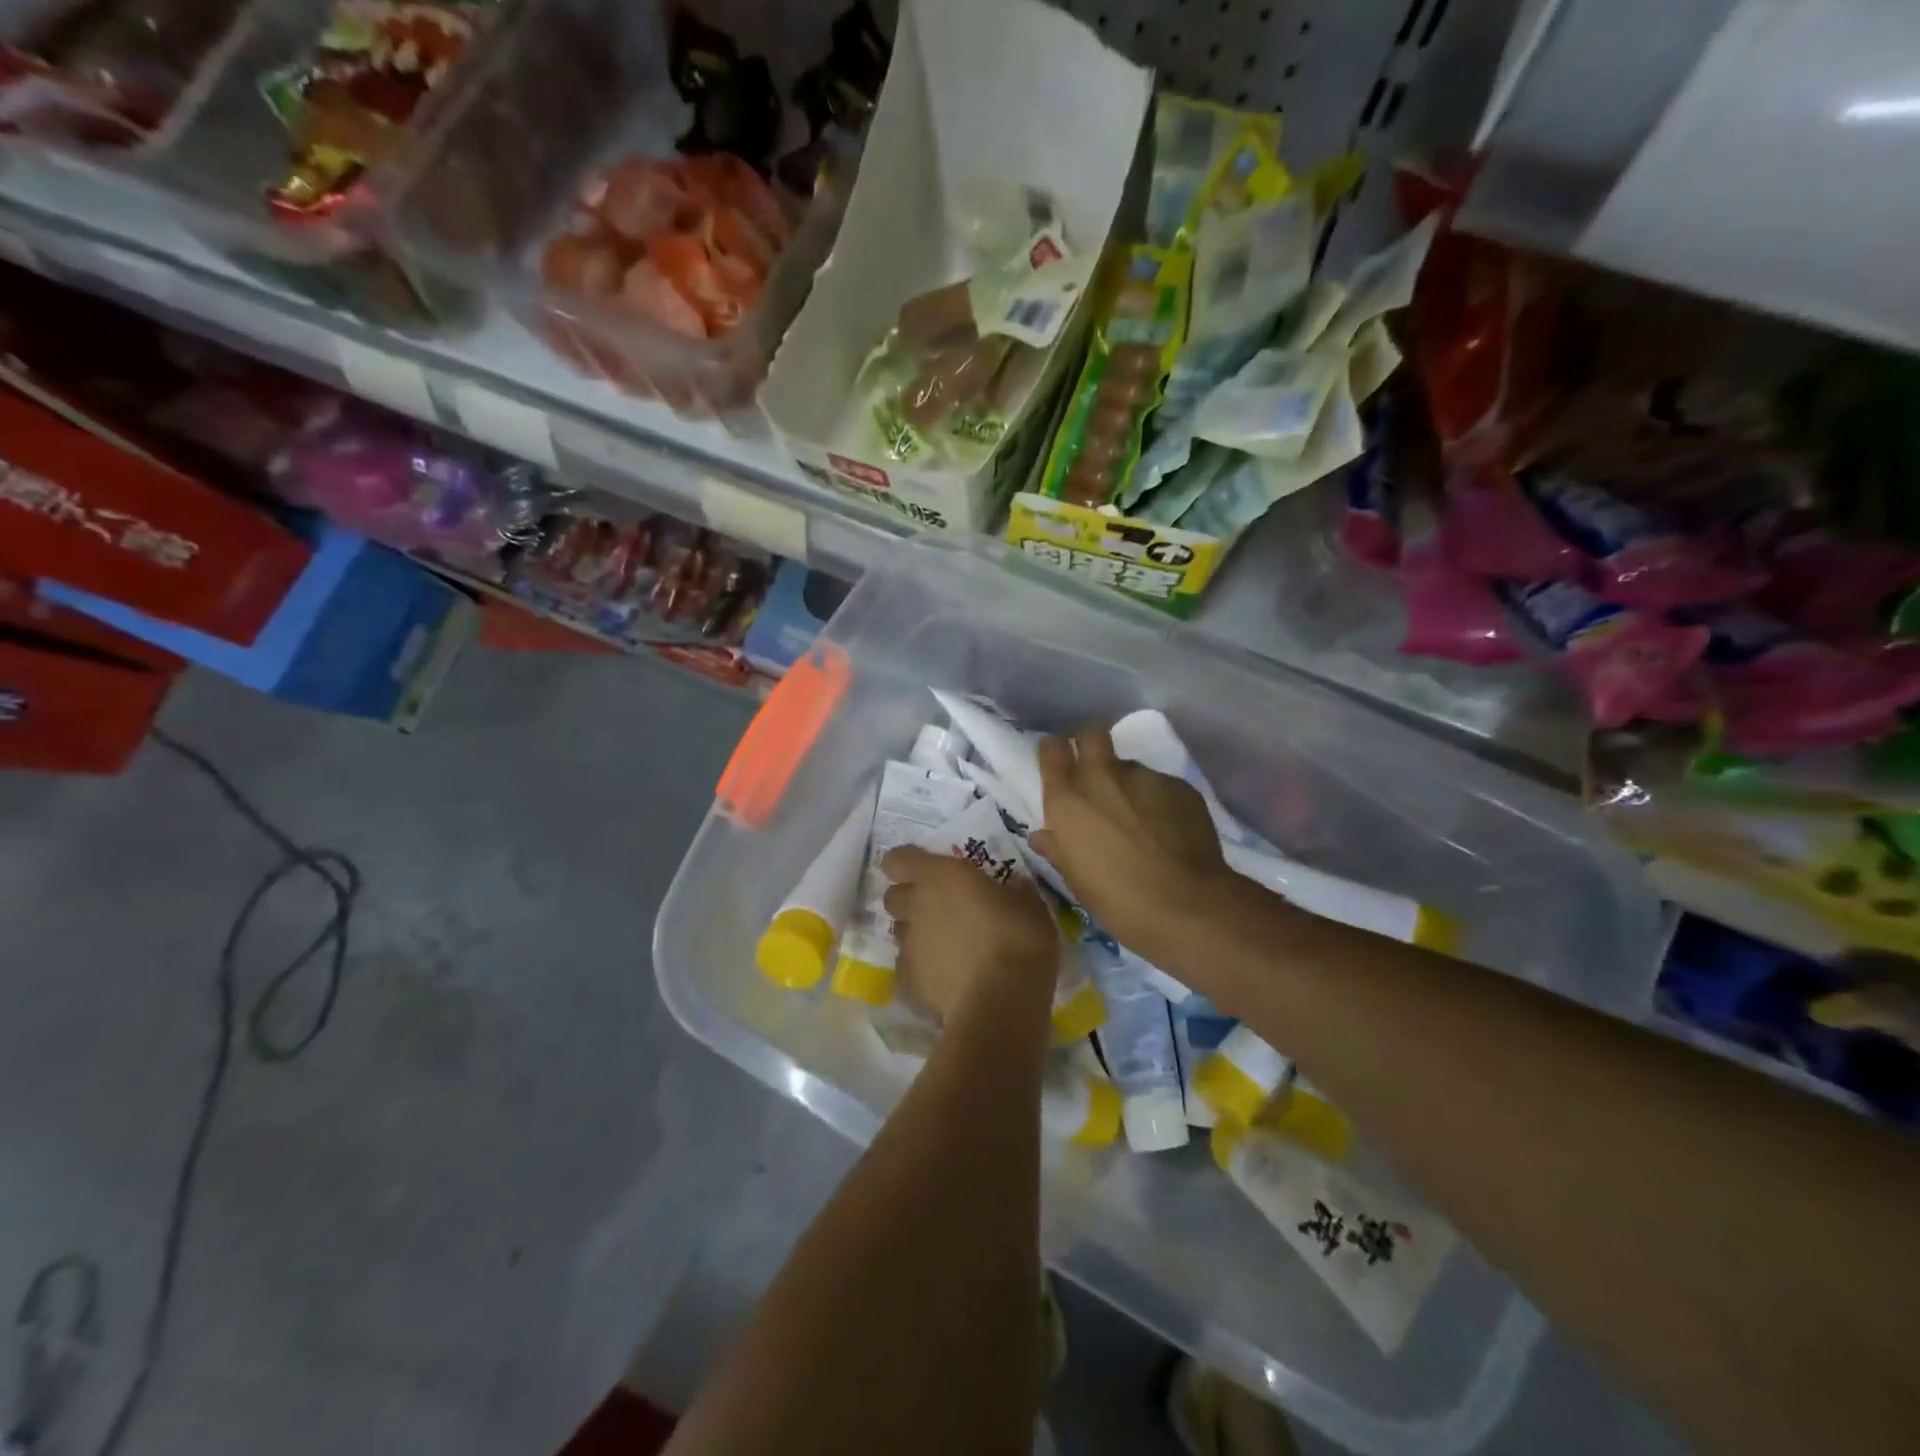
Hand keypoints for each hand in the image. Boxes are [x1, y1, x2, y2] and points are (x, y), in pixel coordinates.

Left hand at [880, 846, 1059, 1023]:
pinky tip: (946, 977)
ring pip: (900, 931)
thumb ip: (1014, 890)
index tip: (926, 868)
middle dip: (909, 898)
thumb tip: (1013, 886)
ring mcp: (909, 946)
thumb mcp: (1030, 905)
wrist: (1001, 1003)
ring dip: (916, 933)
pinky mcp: (909, 982)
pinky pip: (908, 967)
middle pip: (893, 896)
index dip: (906, 862)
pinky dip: (922, 968)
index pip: (898, 858)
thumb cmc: (1018, 939)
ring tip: (946, 945)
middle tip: (939, 906)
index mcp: (939, 876)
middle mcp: (916, 906)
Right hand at [1030, 726, 1228, 957]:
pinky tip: (1168, 830)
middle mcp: (1101, 777)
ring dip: (1128, 785)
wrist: (1186, 905)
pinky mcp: (1178, 785)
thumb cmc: (1117, 900)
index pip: (1052, 749)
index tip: (1059, 764)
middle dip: (1091, 747)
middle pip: (1091, 734)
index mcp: (1067, 800)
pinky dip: (1159, 801)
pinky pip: (1160, 785)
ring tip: (1141, 819)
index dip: (1055, 753)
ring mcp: (1143, 777)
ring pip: (1129, 766)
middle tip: (1097, 776)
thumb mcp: (1076, 879)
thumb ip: (1057, 849)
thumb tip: (1043, 836)